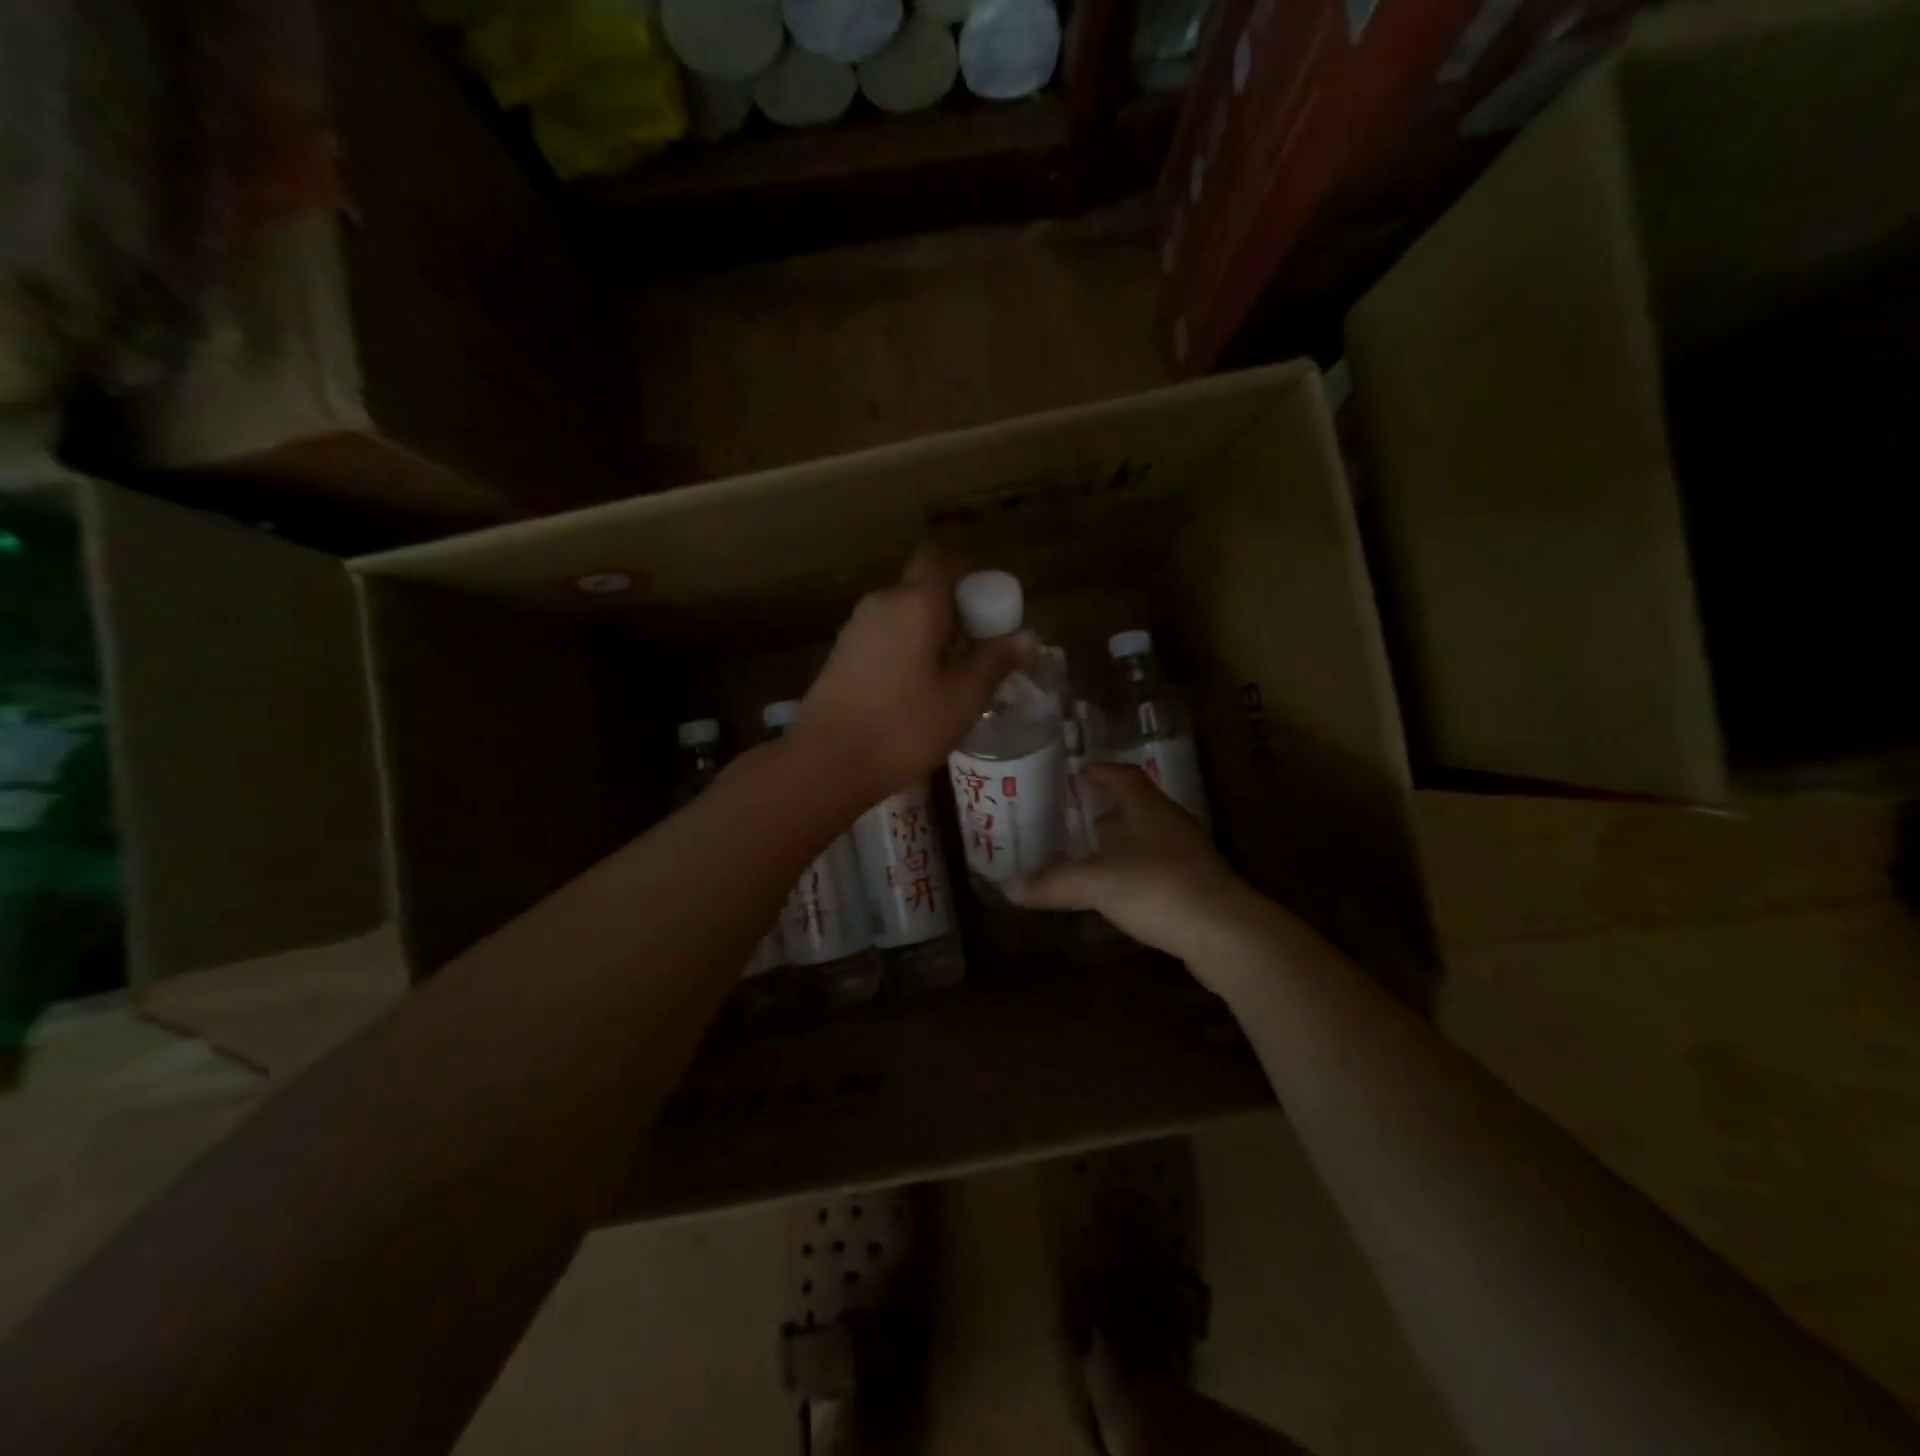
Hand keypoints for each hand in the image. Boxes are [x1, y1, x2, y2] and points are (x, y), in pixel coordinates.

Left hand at [795, 550, 1036, 803]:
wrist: (827, 762)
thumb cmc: (904, 726)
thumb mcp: (963, 697)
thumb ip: (996, 661)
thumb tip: (1029, 636)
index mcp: (915, 602)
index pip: (942, 560)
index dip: (968, 576)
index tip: (988, 609)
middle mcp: (882, 603)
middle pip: (923, 589)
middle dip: (954, 612)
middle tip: (979, 652)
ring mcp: (856, 629)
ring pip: (903, 616)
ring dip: (929, 635)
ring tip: (952, 677)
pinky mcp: (841, 656)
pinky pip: (884, 638)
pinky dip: (906, 651)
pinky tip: (916, 691)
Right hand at [1009, 764, 1275, 984]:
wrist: (1225, 933)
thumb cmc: (1158, 888)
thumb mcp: (1096, 883)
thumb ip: (1053, 883)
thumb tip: (1009, 888)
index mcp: (1147, 808)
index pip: (1123, 775)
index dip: (1100, 772)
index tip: (1077, 775)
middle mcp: (1169, 823)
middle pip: (1135, 805)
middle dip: (1105, 808)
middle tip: (1073, 816)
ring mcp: (1186, 854)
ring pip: (1147, 837)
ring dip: (1120, 841)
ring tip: (1089, 853)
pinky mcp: (1194, 885)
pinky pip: (1156, 866)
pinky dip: (1133, 870)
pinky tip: (1116, 889)